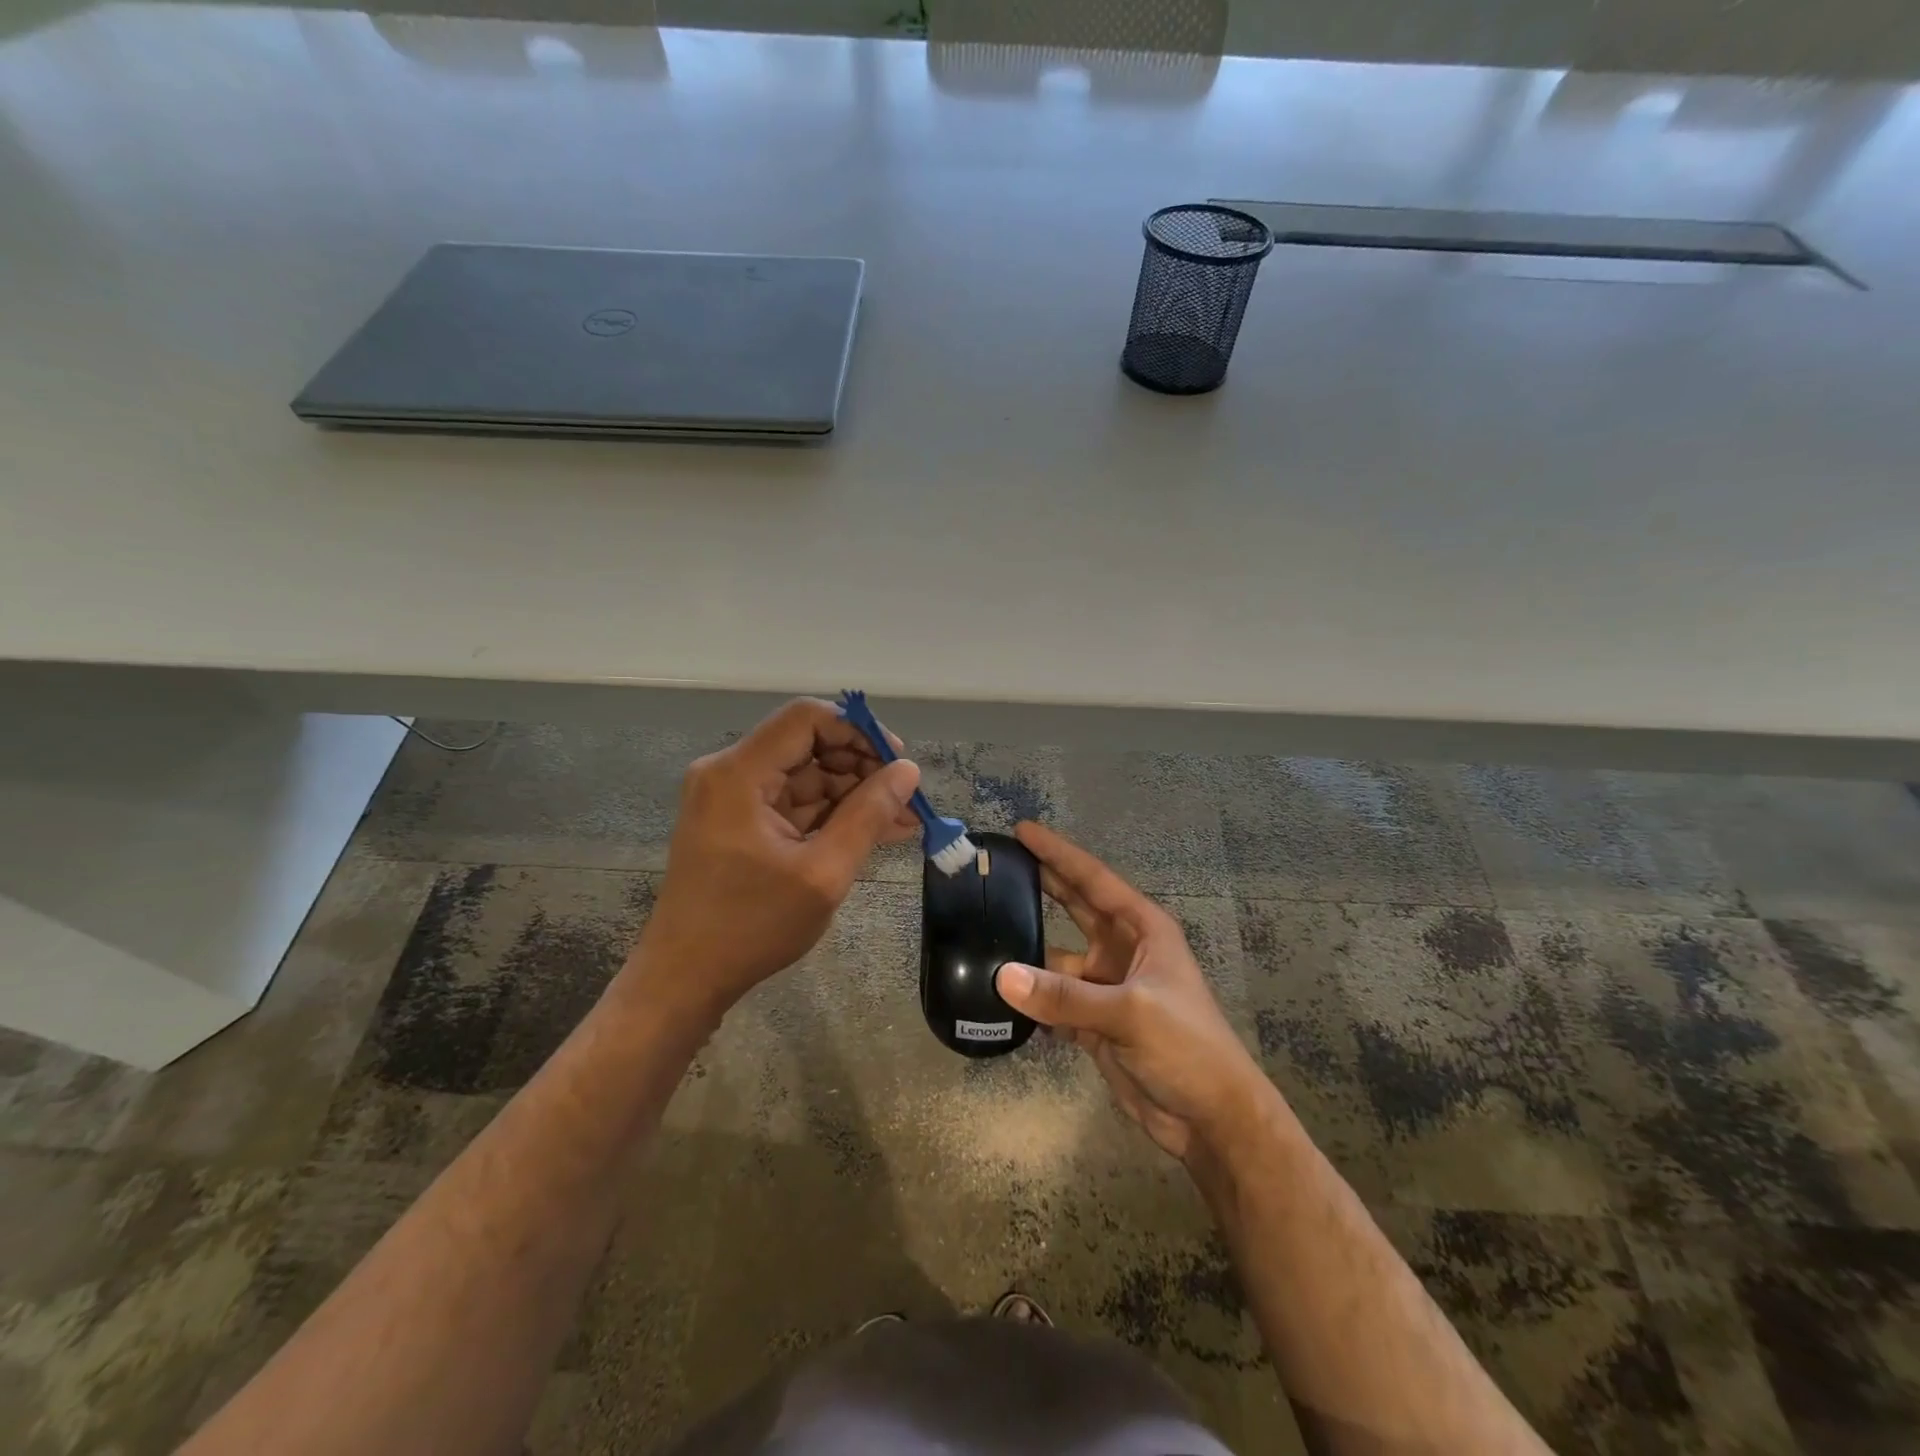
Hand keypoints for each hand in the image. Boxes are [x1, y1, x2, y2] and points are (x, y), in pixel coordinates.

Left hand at [621, 698, 920, 1027]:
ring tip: (903, 820)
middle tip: (906, 800)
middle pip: (807, 745)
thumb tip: (908, 771)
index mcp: (739, 773)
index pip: (807, 718)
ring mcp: (731, 797)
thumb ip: (869, 816)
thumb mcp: (823, 873)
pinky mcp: (738, 821)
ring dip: (853, 795)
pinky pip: (793, 803)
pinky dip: (831, 815)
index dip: (858, 731)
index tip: (898, 762)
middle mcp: (729, 772)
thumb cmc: (751, 926)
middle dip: (861, 768)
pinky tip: (873, 831)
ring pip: (805, 776)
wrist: (685, 978)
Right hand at [994, 822, 1275, 1164]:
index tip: (1021, 830)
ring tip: (980, 933)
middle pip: (1074, 907)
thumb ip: (1065, 996)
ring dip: (1026, 952)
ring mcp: (1106, 987)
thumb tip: (1002, 976)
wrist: (1211, 1119)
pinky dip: (1029, 998)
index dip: (1058, 854)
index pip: (1093, 880)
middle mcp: (1122, 949)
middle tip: (998, 866)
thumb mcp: (1131, 1012)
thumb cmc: (1187, 1047)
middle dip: (1041, 885)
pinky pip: (1053, 1000)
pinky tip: (996, 992)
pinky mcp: (1093, 1023)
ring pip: (1057, 959)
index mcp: (1143, 929)